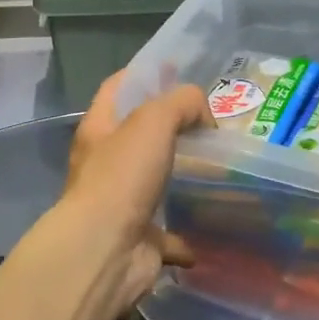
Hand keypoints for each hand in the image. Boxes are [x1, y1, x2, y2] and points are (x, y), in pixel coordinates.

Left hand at [32, 72, 213, 319]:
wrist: (106, 250)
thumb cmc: (123, 177)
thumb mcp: (153, 121)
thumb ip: (181, 103)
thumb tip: (204, 116)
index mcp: (100, 130)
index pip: (117, 88)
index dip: (143, 74)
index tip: (175, 69)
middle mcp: (106, 165)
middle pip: (138, 137)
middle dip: (170, 128)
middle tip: (209, 121)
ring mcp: (122, 204)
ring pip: (154, 184)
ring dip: (180, 178)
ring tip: (218, 167)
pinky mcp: (140, 239)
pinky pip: (167, 234)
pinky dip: (186, 234)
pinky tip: (211, 227)